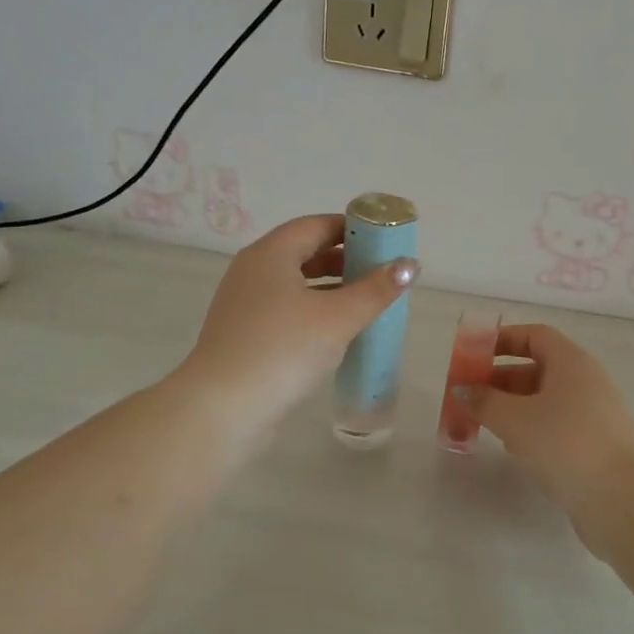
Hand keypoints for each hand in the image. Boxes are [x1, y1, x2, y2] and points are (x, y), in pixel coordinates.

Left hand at [177, 214, 417, 442]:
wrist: (223, 408)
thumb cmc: (283, 350)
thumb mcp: (338, 318)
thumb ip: (376, 290)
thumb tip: (410, 265)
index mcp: (271, 254)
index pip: (317, 225)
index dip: (353, 228)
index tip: (385, 240)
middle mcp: (253, 270)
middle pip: (305, 252)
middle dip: (346, 259)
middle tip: (382, 272)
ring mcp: (245, 303)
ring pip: (296, 283)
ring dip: (332, 287)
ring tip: (368, 301)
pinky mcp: (245, 333)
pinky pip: (286, 309)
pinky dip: (314, 310)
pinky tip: (338, 331)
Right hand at [454, 325, 633, 519]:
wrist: (623, 499)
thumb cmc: (565, 444)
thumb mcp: (515, 419)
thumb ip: (484, 401)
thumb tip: (462, 389)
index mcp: (572, 362)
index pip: (535, 336)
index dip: (502, 340)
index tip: (473, 355)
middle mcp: (586, 382)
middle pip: (538, 368)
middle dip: (500, 379)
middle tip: (469, 396)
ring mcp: (594, 415)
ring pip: (545, 400)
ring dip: (513, 407)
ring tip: (483, 423)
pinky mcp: (595, 445)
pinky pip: (556, 426)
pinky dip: (531, 429)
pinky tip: (514, 449)